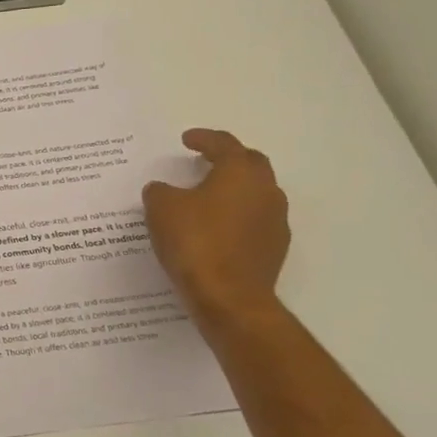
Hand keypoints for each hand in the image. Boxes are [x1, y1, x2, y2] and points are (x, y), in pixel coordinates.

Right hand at [142, 129, 289, 319]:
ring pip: (255, 193)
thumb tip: (165, 190)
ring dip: (234, 189)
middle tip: (204, 160)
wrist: (229, 297)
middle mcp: (265, 191)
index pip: (225, 145)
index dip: (204, 138)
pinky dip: (236, 215)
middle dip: (228, 159)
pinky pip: (254, 220)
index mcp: (240, 173)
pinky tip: (214, 227)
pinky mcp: (274, 248)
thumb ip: (161, 191)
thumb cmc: (195, 241)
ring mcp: (275, 221)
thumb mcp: (161, 208)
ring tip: (206, 196)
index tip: (187, 139)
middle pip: (250, 164)